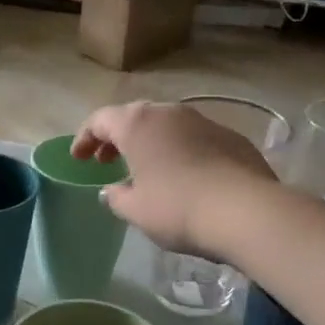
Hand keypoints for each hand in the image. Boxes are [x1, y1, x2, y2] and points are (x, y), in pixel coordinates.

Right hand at [72, 101, 278, 257]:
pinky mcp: (230, 136)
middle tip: (106, 161)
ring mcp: (203, 121)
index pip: (100, 120)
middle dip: (116, 138)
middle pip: (133, 117)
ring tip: (144, 169)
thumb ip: (116, 197)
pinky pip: (193, 138)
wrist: (244, 211)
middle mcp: (169, 113)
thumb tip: (112, 190)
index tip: (79, 159)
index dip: (84, 138)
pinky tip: (182, 176)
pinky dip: (178, 150)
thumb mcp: (135, 210)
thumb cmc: (177, 208)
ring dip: (149, 143)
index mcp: (137, 124)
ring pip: (166, 125)